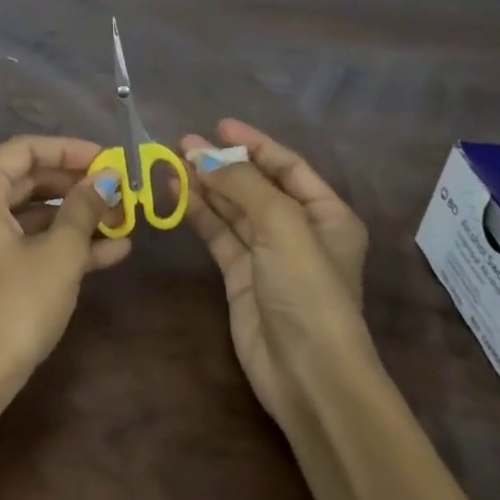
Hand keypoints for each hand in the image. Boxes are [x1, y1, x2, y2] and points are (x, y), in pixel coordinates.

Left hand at [0, 136, 130, 394]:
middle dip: (78, 187)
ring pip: (31, 214)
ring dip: (77, 218)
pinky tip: (111, 251)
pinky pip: (25, 242)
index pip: (26, 150)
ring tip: (125, 220)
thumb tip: (106, 179)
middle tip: (121, 190)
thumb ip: (83, 209)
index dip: (71, 150)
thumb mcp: (59, 254)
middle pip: (29, 180)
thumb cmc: (13, 307)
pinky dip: (61, 244)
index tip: (110, 158)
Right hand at [182, 119, 372, 422]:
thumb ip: (241, 183)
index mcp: (326, 214)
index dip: (254, 143)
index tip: (219, 126)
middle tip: (183, 143)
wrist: (307, 373)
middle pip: (256, 186)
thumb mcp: (281, 224)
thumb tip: (203, 152)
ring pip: (233, 210)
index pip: (288, 166)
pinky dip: (199, 214)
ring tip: (173, 162)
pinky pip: (219, 235)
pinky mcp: (241, 278)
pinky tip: (177, 195)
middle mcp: (299, 230)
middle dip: (222, 163)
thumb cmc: (306, 289)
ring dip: (206, 186)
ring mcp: (269, 255)